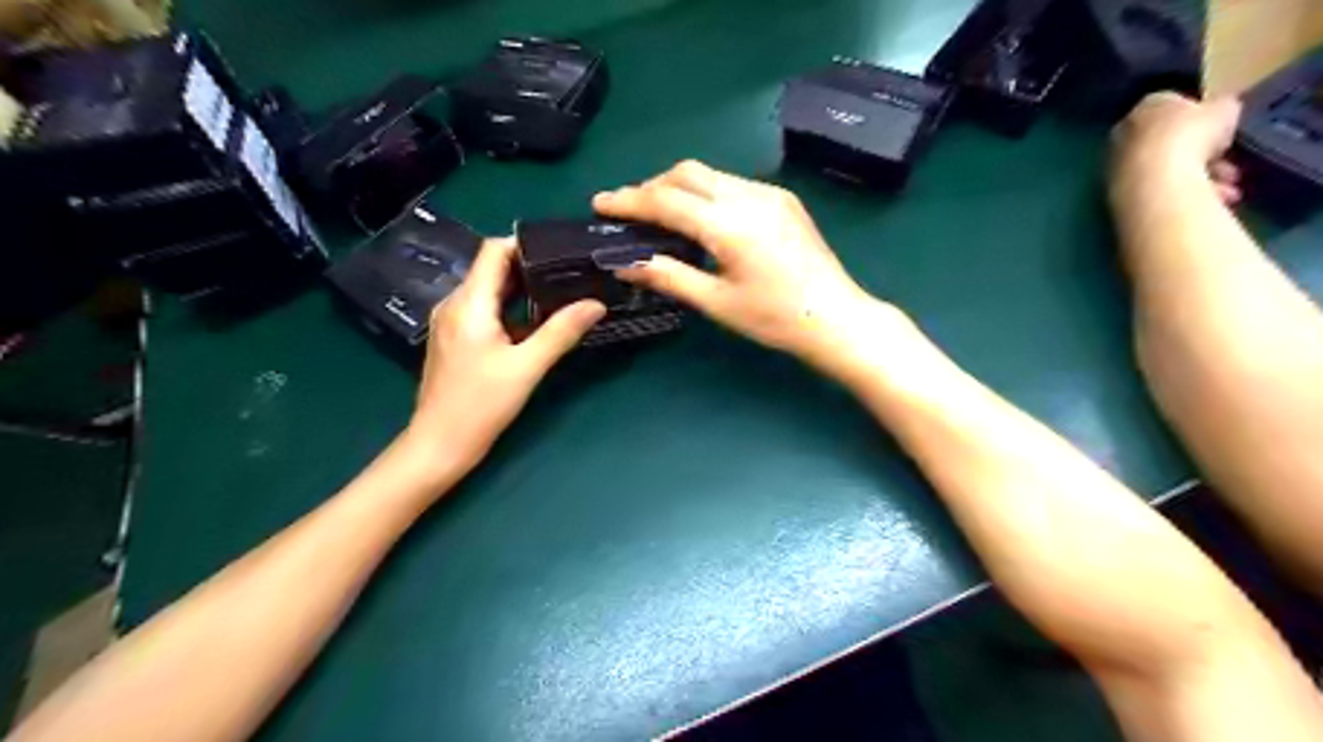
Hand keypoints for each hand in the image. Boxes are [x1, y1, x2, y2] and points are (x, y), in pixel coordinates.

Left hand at [408, 239, 605, 475]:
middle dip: (529, 266)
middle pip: (491, 269)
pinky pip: (484, 311)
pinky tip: (536, 321)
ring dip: (521, 289)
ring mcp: (451, 322)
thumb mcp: (527, 367)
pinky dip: (510, 309)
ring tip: (560, 292)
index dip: (524, 244)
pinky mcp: (455, 339)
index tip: (560, 249)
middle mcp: (455, 304)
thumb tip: (596, 304)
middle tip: (569, 271)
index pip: (493, 251)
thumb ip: (561, 332)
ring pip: (489, 291)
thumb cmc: (480, 405)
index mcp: (469, 303)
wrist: (439, 444)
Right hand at [596, 158, 905, 373]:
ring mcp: (770, 193)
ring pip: (710, 174)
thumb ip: (669, 277)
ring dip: (678, 187)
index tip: (600, 203)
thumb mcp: (717, 303)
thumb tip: (626, 264)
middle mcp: (749, 196)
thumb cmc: (775, 319)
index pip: (667, 200)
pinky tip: (700, 218)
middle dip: (651, 187)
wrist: (836, 318)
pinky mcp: (783, 199)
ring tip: (659, 214)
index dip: (629, 201)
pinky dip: (705, 193)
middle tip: (629, 211)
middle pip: (687, 173)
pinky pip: (732, 183)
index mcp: (730, 224)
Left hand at [1109, 94, 1247, 208]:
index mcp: (1147, 106)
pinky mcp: (1118, 193)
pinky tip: (1207, 200)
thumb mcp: (1225, 109)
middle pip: (1170, 143)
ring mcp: (1117, 166)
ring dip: (1200, 179)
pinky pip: (1157, 190)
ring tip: (1226, 190)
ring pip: (1166, 170)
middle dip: (1205, 156)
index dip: (1204, 120)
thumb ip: (1223, 107)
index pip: (1175, 106)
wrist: (1155, 181)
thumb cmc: (1192, 135)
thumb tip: (1222, 110)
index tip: (1224, 133)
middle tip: (1230, 168)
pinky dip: (1183, 194)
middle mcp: (1124, 135)